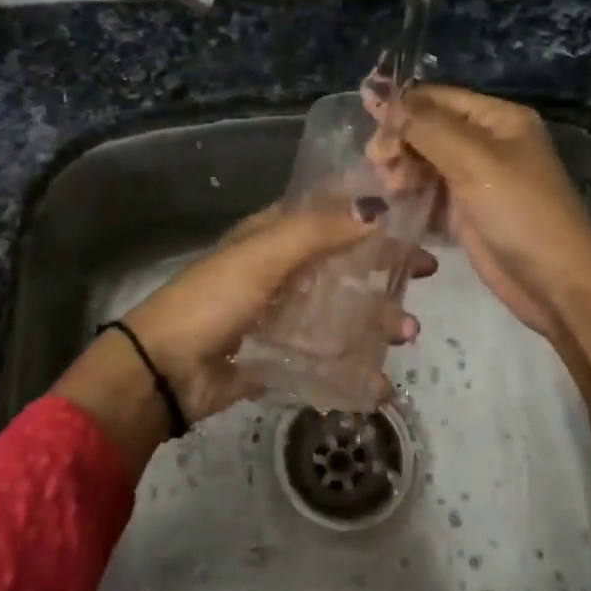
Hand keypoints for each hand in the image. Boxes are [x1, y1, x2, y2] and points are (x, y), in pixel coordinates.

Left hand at [122, 201, 431, 423]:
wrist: (165, 369)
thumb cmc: (214, 298)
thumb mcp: (264, 254)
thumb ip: (319, 230)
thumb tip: (378, 207)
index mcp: (275, 234)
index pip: (331, 210)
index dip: (371, 208)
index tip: (416, 214)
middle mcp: (284, 268)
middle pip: (346, 260)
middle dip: (386, 266)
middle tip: (425, 273)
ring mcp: (284, 314)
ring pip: (343, 310)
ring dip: (378, 318)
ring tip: (405, 333)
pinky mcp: (283, 355)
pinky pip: (328, 357)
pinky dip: (356, 368)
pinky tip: (379, 383)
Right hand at [365, 83, 590, 348]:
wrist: (555, 283)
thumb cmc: (520, 211)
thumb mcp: (473, 160)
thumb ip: (424, 127)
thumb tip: (379, 92)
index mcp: (497, 119)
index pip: (436, 98)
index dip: (400, 106)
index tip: (367, 124)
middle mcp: (485, 142)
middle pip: (425, 129)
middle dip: (398, 142)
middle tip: (381, 165)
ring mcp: (473, 178)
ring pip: (421, 161)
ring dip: (399, 170)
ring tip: (390, 188)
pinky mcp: (462, 211)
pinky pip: (424, 192)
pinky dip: (406, 195)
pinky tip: (391, 203)